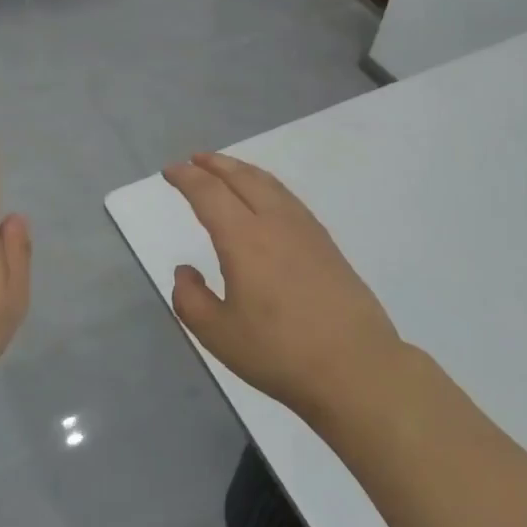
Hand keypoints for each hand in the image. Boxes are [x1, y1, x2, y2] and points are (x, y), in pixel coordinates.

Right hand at [164, 152, 401, 415]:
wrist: (355, 367)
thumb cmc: (279, 353)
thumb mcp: (218, 335)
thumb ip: (191, 299)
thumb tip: (185, 271)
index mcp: (244, 239)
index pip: (209, 194)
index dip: (187, 178)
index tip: (171, 171)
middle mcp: (275, 223)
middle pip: (242, 178)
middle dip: (215, 164)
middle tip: (195, 159)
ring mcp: (306, 230)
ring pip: (270, 184)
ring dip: (243, 171)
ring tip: (227, 170)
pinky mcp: (326, 244)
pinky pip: (288, 199)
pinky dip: (267, 187)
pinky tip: (266, 200)